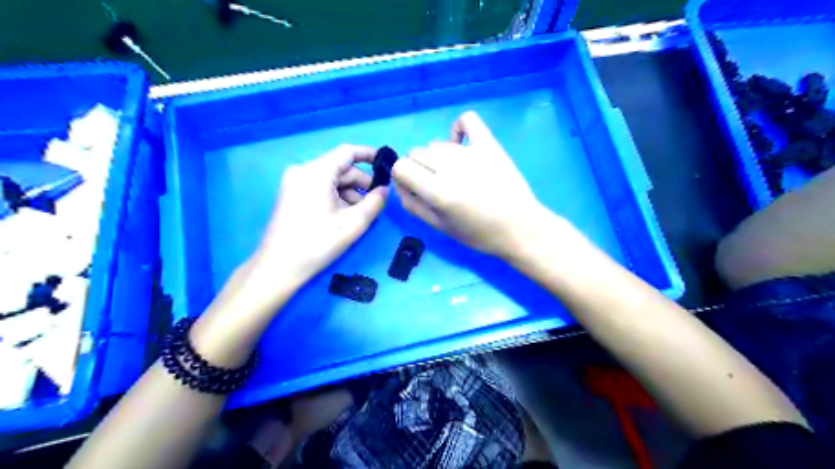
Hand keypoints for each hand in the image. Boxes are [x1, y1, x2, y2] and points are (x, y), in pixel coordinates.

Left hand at [248, 144, 389, 287]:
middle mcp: (303, 171)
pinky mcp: (291, 195)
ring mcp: (294, 183)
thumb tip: (384, 190)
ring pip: (331, 180)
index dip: (370, 155)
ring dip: (350, 193)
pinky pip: (320, 188)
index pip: (348, 152)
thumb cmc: (317, 243)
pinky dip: (336, 197)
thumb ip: (374, 202)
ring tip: (362, 214)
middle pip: (340, 168)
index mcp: (316, 172)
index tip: (387, 165)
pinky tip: (345, 216)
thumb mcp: (353, 223)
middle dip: (361, 183)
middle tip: (378, 201)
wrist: (278, 267)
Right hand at [393, 112, 545, 257]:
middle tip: (437, 184)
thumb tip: (399, 183)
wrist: (520, 227)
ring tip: (456, 173)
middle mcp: (450, 167)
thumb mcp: (439, 226)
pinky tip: (461, 143)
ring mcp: (471, 152)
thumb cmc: (479, 233)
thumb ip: (413, 204)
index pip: (401, 166)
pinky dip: (458, 128)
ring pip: (436, 144)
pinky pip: (466, 120)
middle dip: (419, 168)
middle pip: (416, 153)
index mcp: (438, 192)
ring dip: (438, 157)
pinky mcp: (489, 143)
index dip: (403, 176)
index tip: (414, 186)